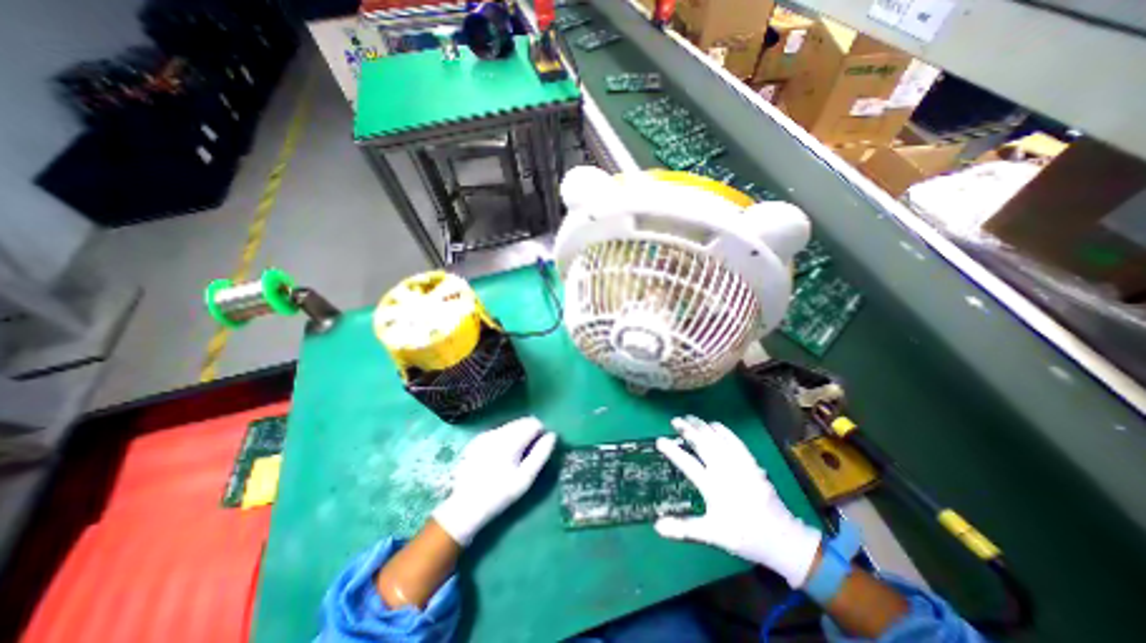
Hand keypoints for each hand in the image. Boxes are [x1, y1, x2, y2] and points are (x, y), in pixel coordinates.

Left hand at [430, 414, 554, 544]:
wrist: (464, 507)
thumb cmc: (499, 494)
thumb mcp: (525, 479)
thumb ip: (541, 454)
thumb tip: (552, 435)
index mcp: (510, 440)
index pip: (534, 422)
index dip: (541, 433)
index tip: (540, 449)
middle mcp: (497, 431)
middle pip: (522, 422)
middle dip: (530, 433)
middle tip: (528, 455)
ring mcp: (485, 434)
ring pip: (510, 426)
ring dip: (518, 435)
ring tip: (515, 457)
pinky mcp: (477, 440)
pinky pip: (499, 432)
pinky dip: (505, 438)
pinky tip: (500, 457)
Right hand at [652, 418, 824, 587]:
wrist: (781, 538)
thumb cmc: (743, 535)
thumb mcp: (713, 535)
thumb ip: (684, 528)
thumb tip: (657, 526)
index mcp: (713, 487)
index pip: (688, 464)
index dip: (673, 451)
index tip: (660, 440)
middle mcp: (725, 471)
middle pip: (703, 444)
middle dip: (688, 430)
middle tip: (675, 420)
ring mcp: (740, 464)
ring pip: (717, 439)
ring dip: (702, 426)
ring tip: (690, 417)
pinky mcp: (751, 462)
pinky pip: (735, 441)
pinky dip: (723, 430)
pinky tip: (715, 424)